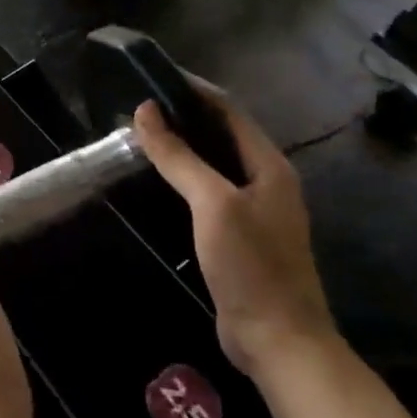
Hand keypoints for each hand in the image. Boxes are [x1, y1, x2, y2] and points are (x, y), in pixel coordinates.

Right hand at [133, 90, 338, 380]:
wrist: (278, 340)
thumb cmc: (250, 265)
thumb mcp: (212, 204)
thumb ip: (179, 157)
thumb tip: (145, 111)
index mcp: (269, 165)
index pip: (228, 111)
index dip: (193, 90)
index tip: (153, 77)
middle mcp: (265, 181)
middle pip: (221, 135)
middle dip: (183, 117)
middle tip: (138, 108)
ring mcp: (254, 210)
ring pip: (213, 165)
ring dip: (182, 148)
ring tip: (141, 137)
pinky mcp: (239, 236)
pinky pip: (208, 193)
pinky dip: (183, 179)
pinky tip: (157, 182)